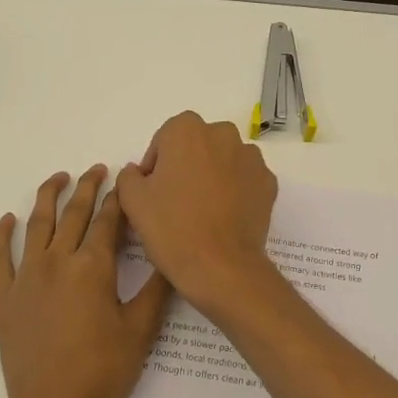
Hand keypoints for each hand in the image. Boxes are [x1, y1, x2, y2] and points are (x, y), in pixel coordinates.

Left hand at [0, 166, 171, 397]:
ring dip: (47, 197)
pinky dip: (2, 235)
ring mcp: (25, 278)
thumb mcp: (140, 330)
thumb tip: (170, 255)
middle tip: (97, 170)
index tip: (125, 178)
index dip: (118, 198)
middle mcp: (56, 262)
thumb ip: (155, 288)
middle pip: (72, 213)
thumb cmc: (102, 372)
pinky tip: (8, 220)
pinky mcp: (3, 298)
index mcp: (92, 267)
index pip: (107, 221)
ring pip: (36, 225)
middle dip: (87, 187)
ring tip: (58, 178)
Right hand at [115, 112, 280, 311]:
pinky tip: (224, 216)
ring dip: (212, 175)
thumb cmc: (172, 228)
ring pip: (223, 159)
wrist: (221, 267)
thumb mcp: (132, 200)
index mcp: (186, 129)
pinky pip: (244, 179)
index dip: (156, 166)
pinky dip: (235, 190)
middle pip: (196, 145)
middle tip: (176, 200)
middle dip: (186, 165)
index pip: (164, 140)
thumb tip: (139, 171)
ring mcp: (250, 157)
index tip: (153, 193)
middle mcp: (222, 133)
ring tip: (203, 209)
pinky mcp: (268, 181)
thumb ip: (129, 176)